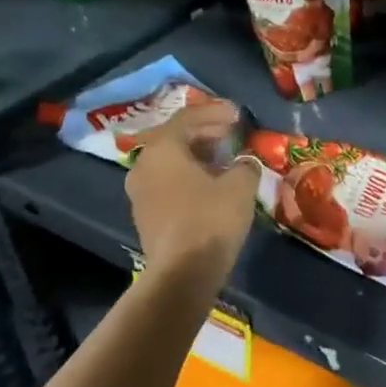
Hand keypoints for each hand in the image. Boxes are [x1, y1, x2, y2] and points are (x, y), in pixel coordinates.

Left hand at [124, 102, 257, 280]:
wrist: (182, 274)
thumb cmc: (211, 219)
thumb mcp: (240, 185)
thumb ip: (244, 165)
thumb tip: (244, 163)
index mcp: (162, 150)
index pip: (187, 118)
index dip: (215, 112)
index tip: (238, 115)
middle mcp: (144, 166)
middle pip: (175, 138)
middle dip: (206, 132)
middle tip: (232, 132)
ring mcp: (140, 193)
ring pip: (171, 162)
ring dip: (198, 155)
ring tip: (226, 157)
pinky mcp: (147, 215)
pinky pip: (169, 182)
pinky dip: (190, 175)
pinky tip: (214, 183)